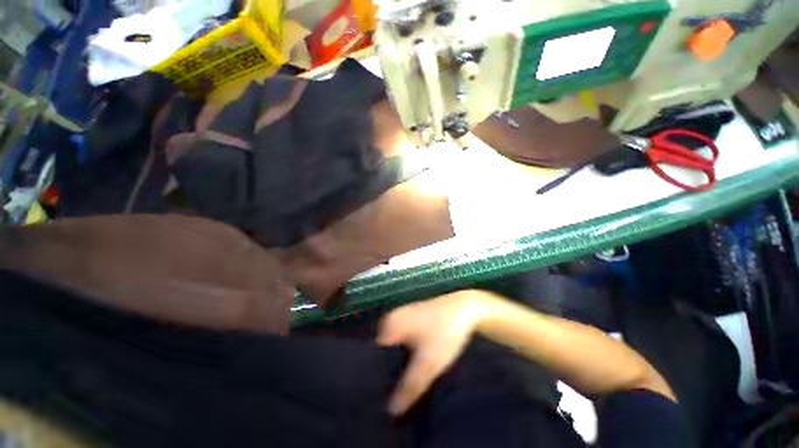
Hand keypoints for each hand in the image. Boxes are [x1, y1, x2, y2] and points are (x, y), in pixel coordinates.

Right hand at [377, 292, 486, 415]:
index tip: (376, 397)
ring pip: (394, 345)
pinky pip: (403, 339)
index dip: (375, 376)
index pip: (372, 355)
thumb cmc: (445, 332)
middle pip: (383, 351)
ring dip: (397, 362)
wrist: (466, 308)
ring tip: (399, 385)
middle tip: (388, 395)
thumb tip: (391, 411)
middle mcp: (392, 317)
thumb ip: (410, 387)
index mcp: (389, 324)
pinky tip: (412, 366)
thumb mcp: (429, 364)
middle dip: (386, 371)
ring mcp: (403, 316)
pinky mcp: (414, 317)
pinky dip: (405, 352)